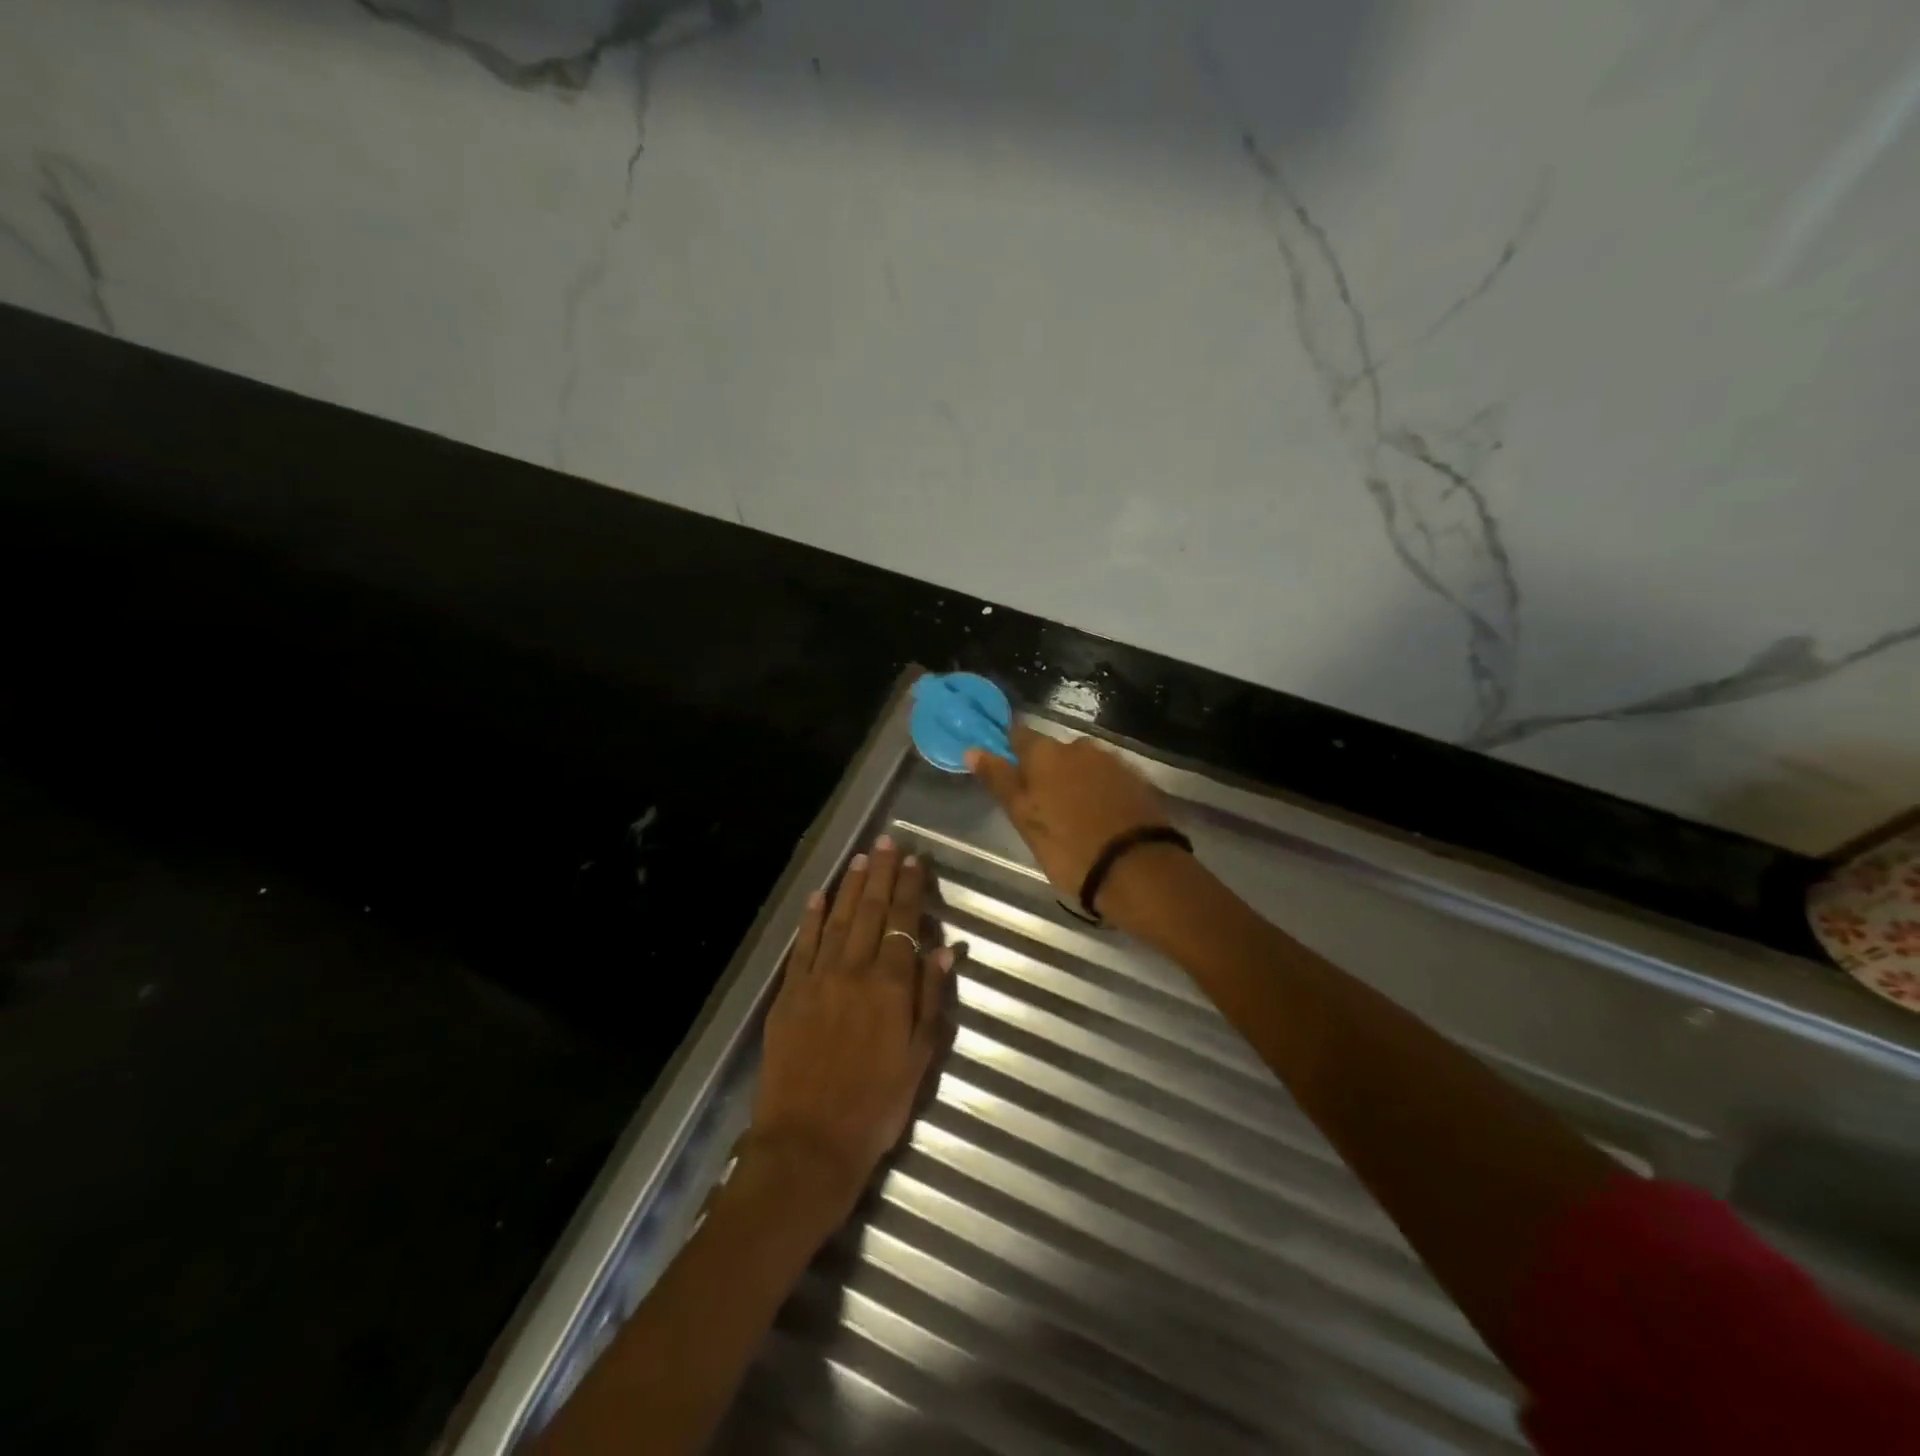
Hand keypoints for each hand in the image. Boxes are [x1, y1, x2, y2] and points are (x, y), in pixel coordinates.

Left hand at [747, 834, 951, 1228]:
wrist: (808, 1145)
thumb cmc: (875, 1107)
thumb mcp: (919, 1060)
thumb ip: (930, 1000)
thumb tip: (944, 952)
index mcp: (890, 987)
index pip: (903, 924)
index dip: (911, 889)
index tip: (915, 860)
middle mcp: (853, 972)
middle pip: (871, 912)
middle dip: (882, 875)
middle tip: (887, 842)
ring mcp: (817, 980)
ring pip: (838, 920)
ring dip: (851, 886)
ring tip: (862, 858)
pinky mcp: (789, 994)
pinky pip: (802, 946)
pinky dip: (811, 918)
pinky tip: (819, 895)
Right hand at [965, 725, 1176, 917]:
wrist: (1139, 870)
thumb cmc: (1069, 848)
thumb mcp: (1025, 819)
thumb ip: (1000, 781)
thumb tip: (973, 749)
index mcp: (1046, 753)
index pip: (1019, 735)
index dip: (1010, 750)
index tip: (1005, 770)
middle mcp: (1080, 747)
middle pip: (1054, 751)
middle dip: (1046, 771)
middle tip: (1041, 806)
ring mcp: (1113, 761)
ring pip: (1082, 765)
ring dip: (1074, 781)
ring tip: (1072, 816)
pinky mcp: (1138, 780)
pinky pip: (1107, 779)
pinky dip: (1098, 792)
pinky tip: (1099, 817)